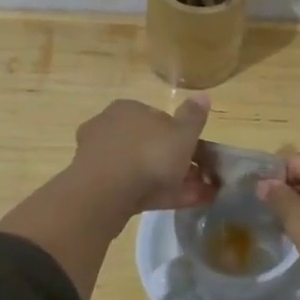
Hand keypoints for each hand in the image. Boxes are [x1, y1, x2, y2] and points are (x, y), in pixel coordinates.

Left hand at [70, 97, 215, 214]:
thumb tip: (203, 96)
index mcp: (128, 109)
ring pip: (141, 167)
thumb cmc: (148, 155)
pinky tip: (176, 204)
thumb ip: (193, 116)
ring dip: (169, 180)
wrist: (105, 194)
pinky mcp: (96, 185)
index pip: (159, 117)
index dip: (181, 135)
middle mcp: (109, 127)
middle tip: (198, 178)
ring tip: (196, 196)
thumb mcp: (182, 134)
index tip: (197, 153)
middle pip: (149, 144)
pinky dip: (154, 194)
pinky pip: (132, 186)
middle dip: (175, 161)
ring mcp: (100, 158)